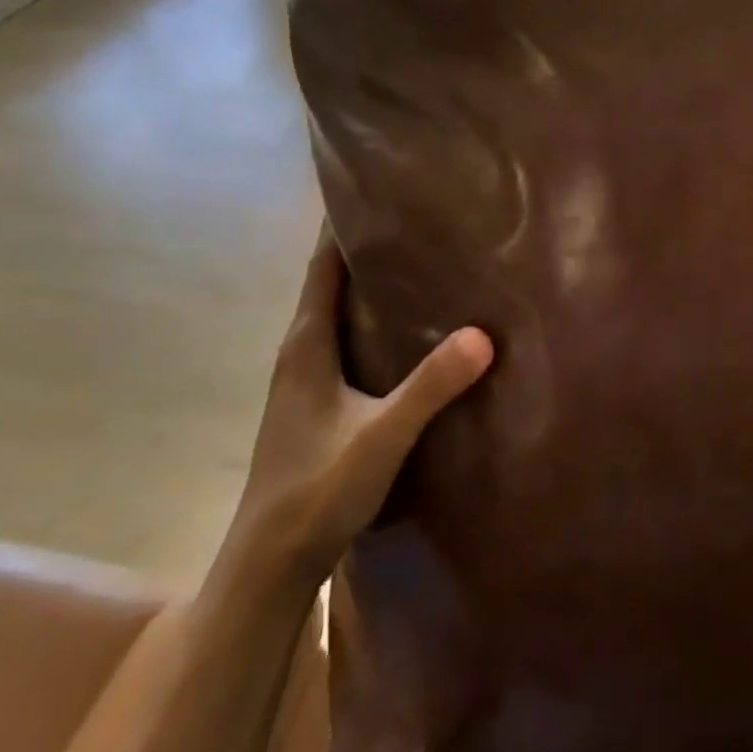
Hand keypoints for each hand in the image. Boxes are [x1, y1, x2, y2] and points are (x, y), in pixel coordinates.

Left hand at [222, 226, 493, 597]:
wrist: (270, 564)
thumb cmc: (315, 492)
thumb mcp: (381, 437)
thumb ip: (429, 387)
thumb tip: (482, 334)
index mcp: (305, 345)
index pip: (323, 266)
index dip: (342, 225)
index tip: (376, 187)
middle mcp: (300, 352)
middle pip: (331, 282)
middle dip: (366, 246)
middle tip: (418, 216)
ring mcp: (306, 379)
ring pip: (339, 313)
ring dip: (370, 285)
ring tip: (421, 260)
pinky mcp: (318, 402)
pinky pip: (347, 340)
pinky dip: (374, 319)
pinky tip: (409, 329)